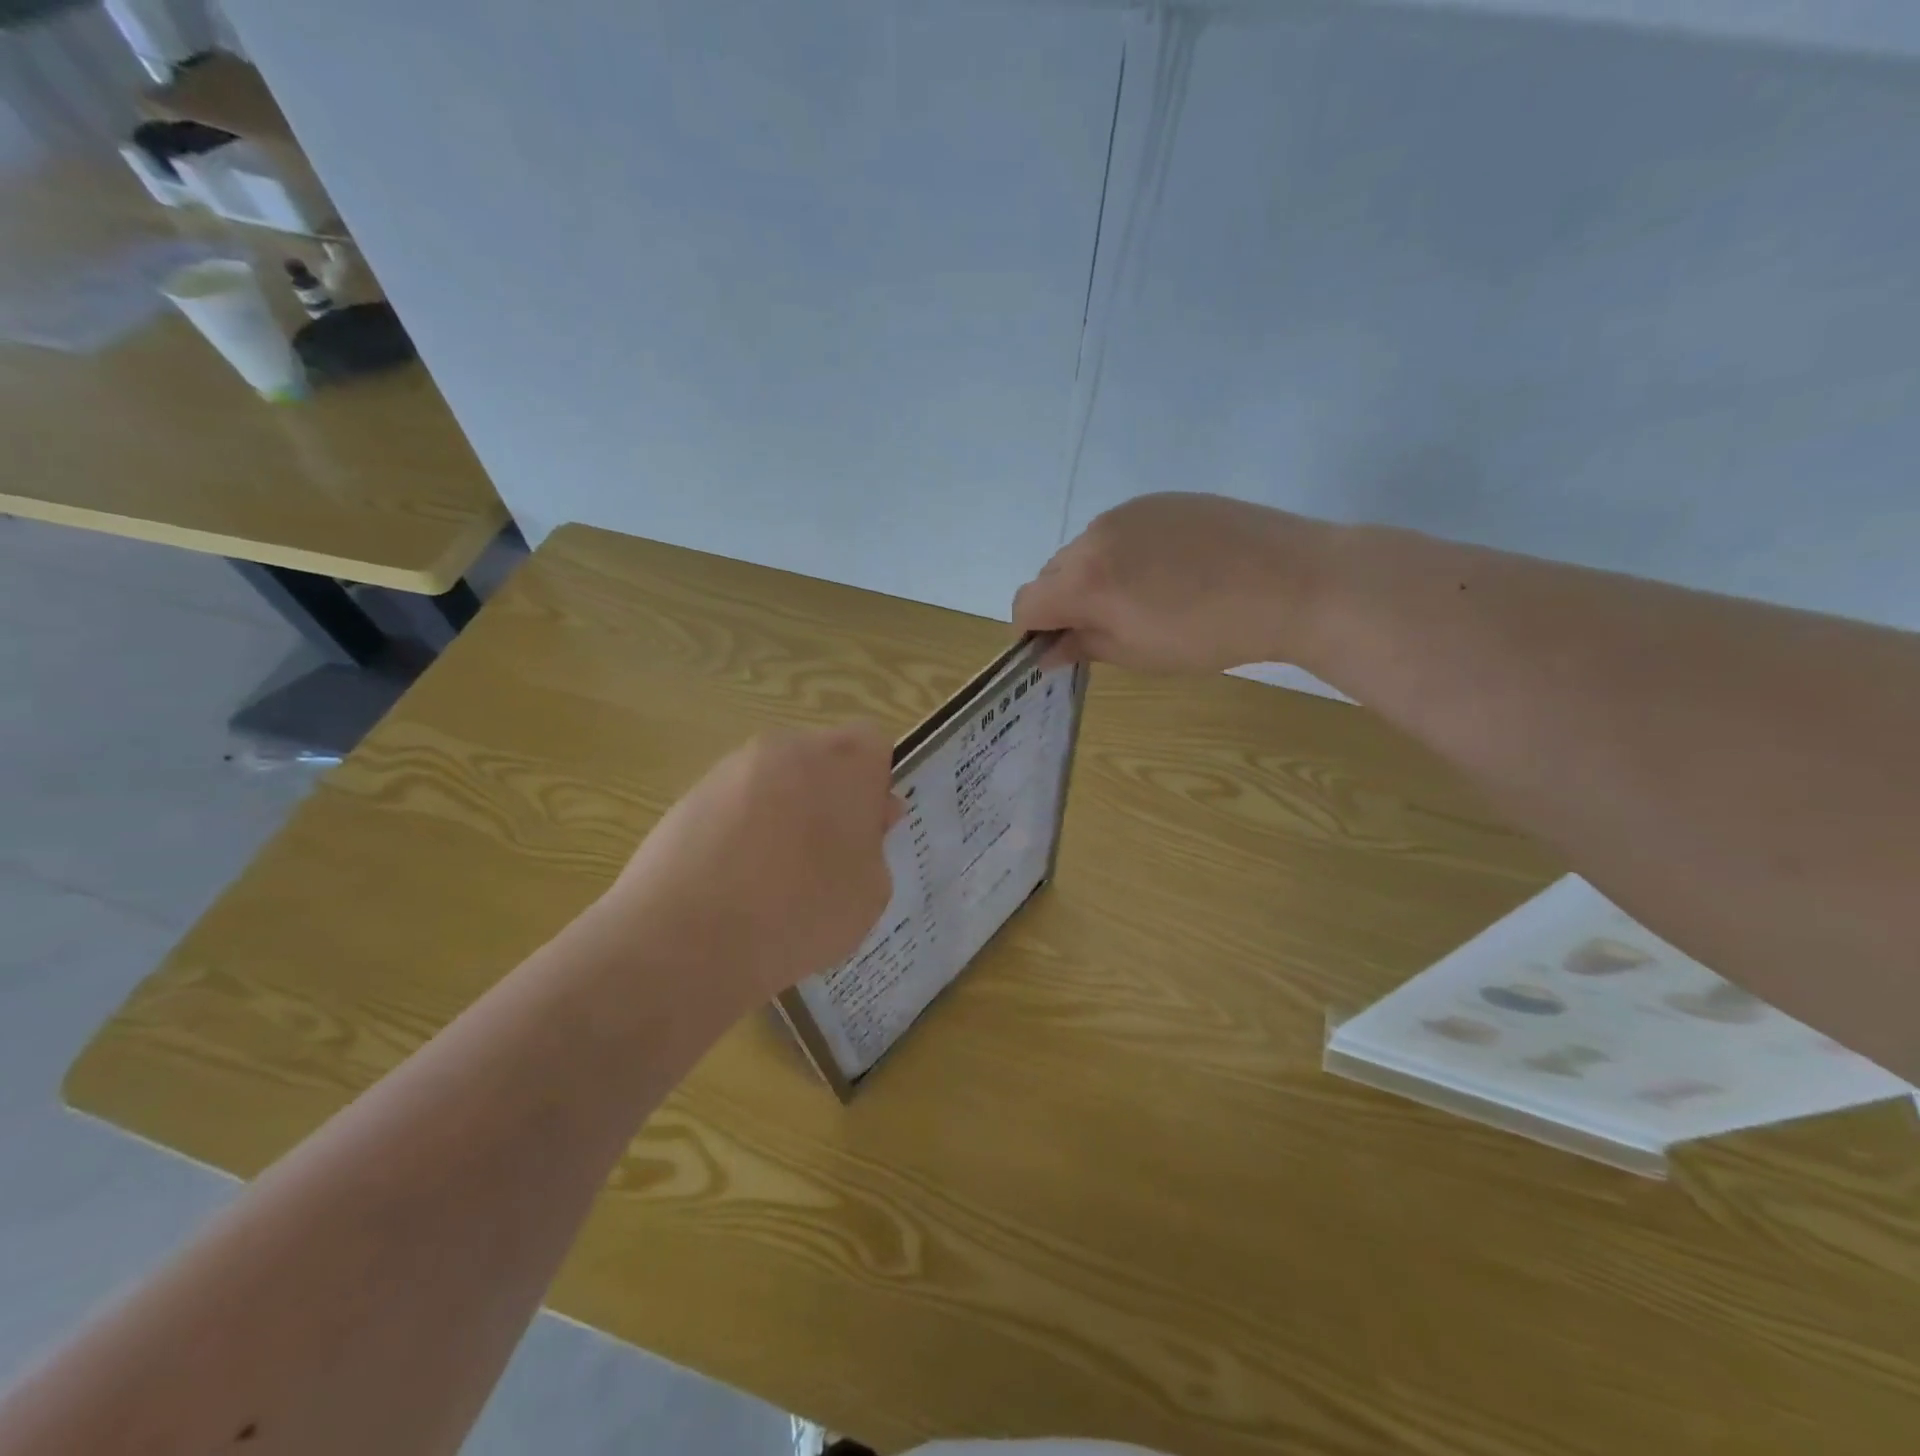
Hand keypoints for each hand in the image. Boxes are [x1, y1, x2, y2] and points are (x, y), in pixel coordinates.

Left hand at [599, 722, 901, 1012]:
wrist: (685, 941)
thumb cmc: (800, 914)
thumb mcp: (870, 892)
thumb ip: (875, 845)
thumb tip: (863, 821)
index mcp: (843, 762)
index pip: (874, 746)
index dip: (874, 787)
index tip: (866, 832)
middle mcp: (788, 749)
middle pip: (821, 760)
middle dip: (828, 797)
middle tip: (825, 858)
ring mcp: (732, 769)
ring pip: (776, 782)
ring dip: (784, 814)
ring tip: (773, 879)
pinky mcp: (689, 796)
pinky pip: (734, 805)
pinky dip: (741, 832)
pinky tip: (733, 884)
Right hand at [1013, 493, 1330, 673]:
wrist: (1294, 581)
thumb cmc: (1211, 633)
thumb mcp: (1140, 654)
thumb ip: (1083, 646)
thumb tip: (1048, 650)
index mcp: (1085, 578)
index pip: (1027, 603)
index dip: (1033, 631)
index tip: (1059, 649)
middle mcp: (1095, 535)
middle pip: (1052, 573)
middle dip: (1063, 603)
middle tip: (1106, 628)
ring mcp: (1129, 511)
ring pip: (1085, 550)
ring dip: (1094, 577)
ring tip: (1144, 598)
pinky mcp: (1161, 499)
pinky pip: (1120, 530)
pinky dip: (1124, 554)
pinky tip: (1168, 571)